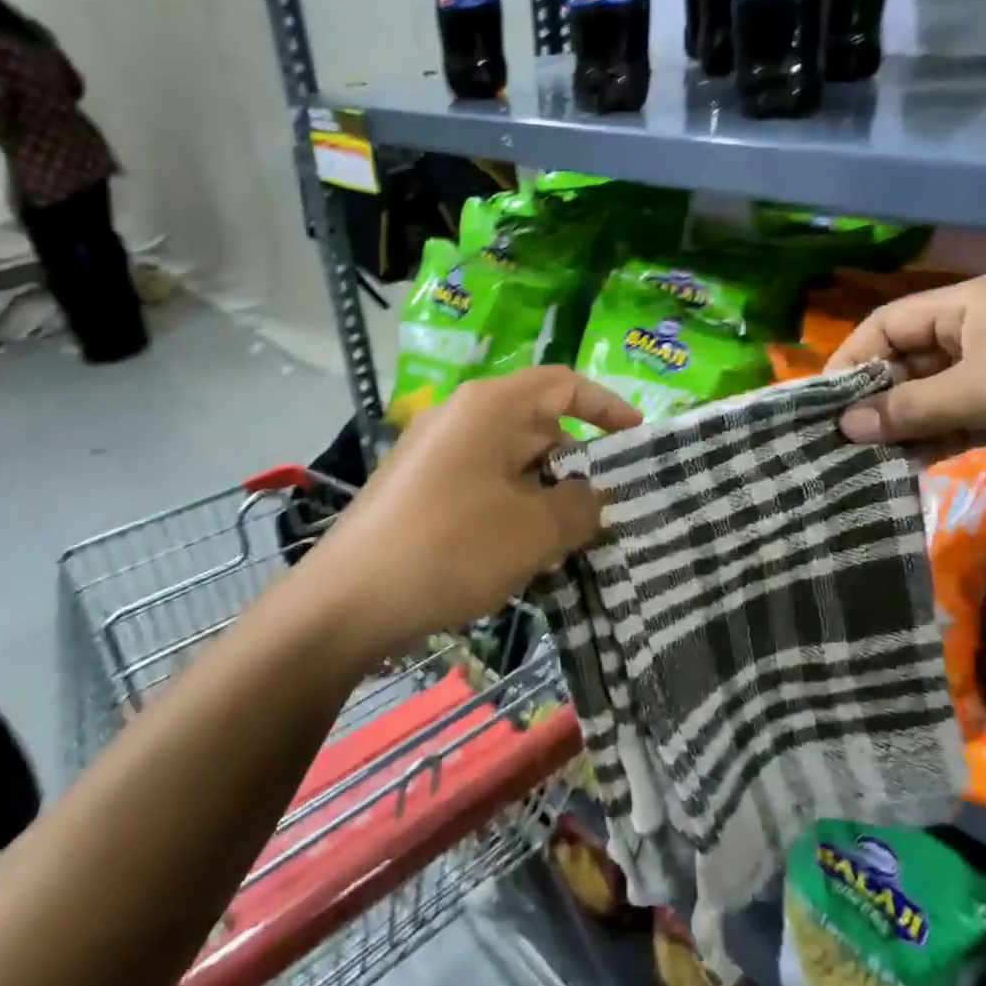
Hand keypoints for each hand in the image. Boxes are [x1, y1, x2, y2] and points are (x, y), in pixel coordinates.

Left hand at [301, 367, 639, 659]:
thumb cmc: (450, 549)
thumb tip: (594, 496)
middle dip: (579, 465)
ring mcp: (435, 454)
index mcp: (490, 407)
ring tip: (575, 542)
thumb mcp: (535, 531)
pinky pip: (483, 487)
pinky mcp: (420, 489)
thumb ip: (581, 506)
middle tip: (612, 511)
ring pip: (512, 463)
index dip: (607, 407)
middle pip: (538, 425)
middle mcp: (461, 418)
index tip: (638, 441)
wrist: (347, 601)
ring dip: (547, 496)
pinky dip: (513, 510)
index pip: (564, 383)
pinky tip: (525, 556)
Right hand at [826, 274, 985, 508]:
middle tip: (840, 436)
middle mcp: (978, 329)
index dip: (852, 358)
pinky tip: (906, 463)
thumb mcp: (984, 394)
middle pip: (905, 358)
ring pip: (928, 392)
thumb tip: (843, 425)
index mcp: (971, 304)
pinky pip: (955, 416)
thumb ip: (909, 408)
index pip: (887, 323)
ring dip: (901, 422)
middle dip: (875, 397)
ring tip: (866, 456)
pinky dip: (931, 436)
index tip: (822, 402)